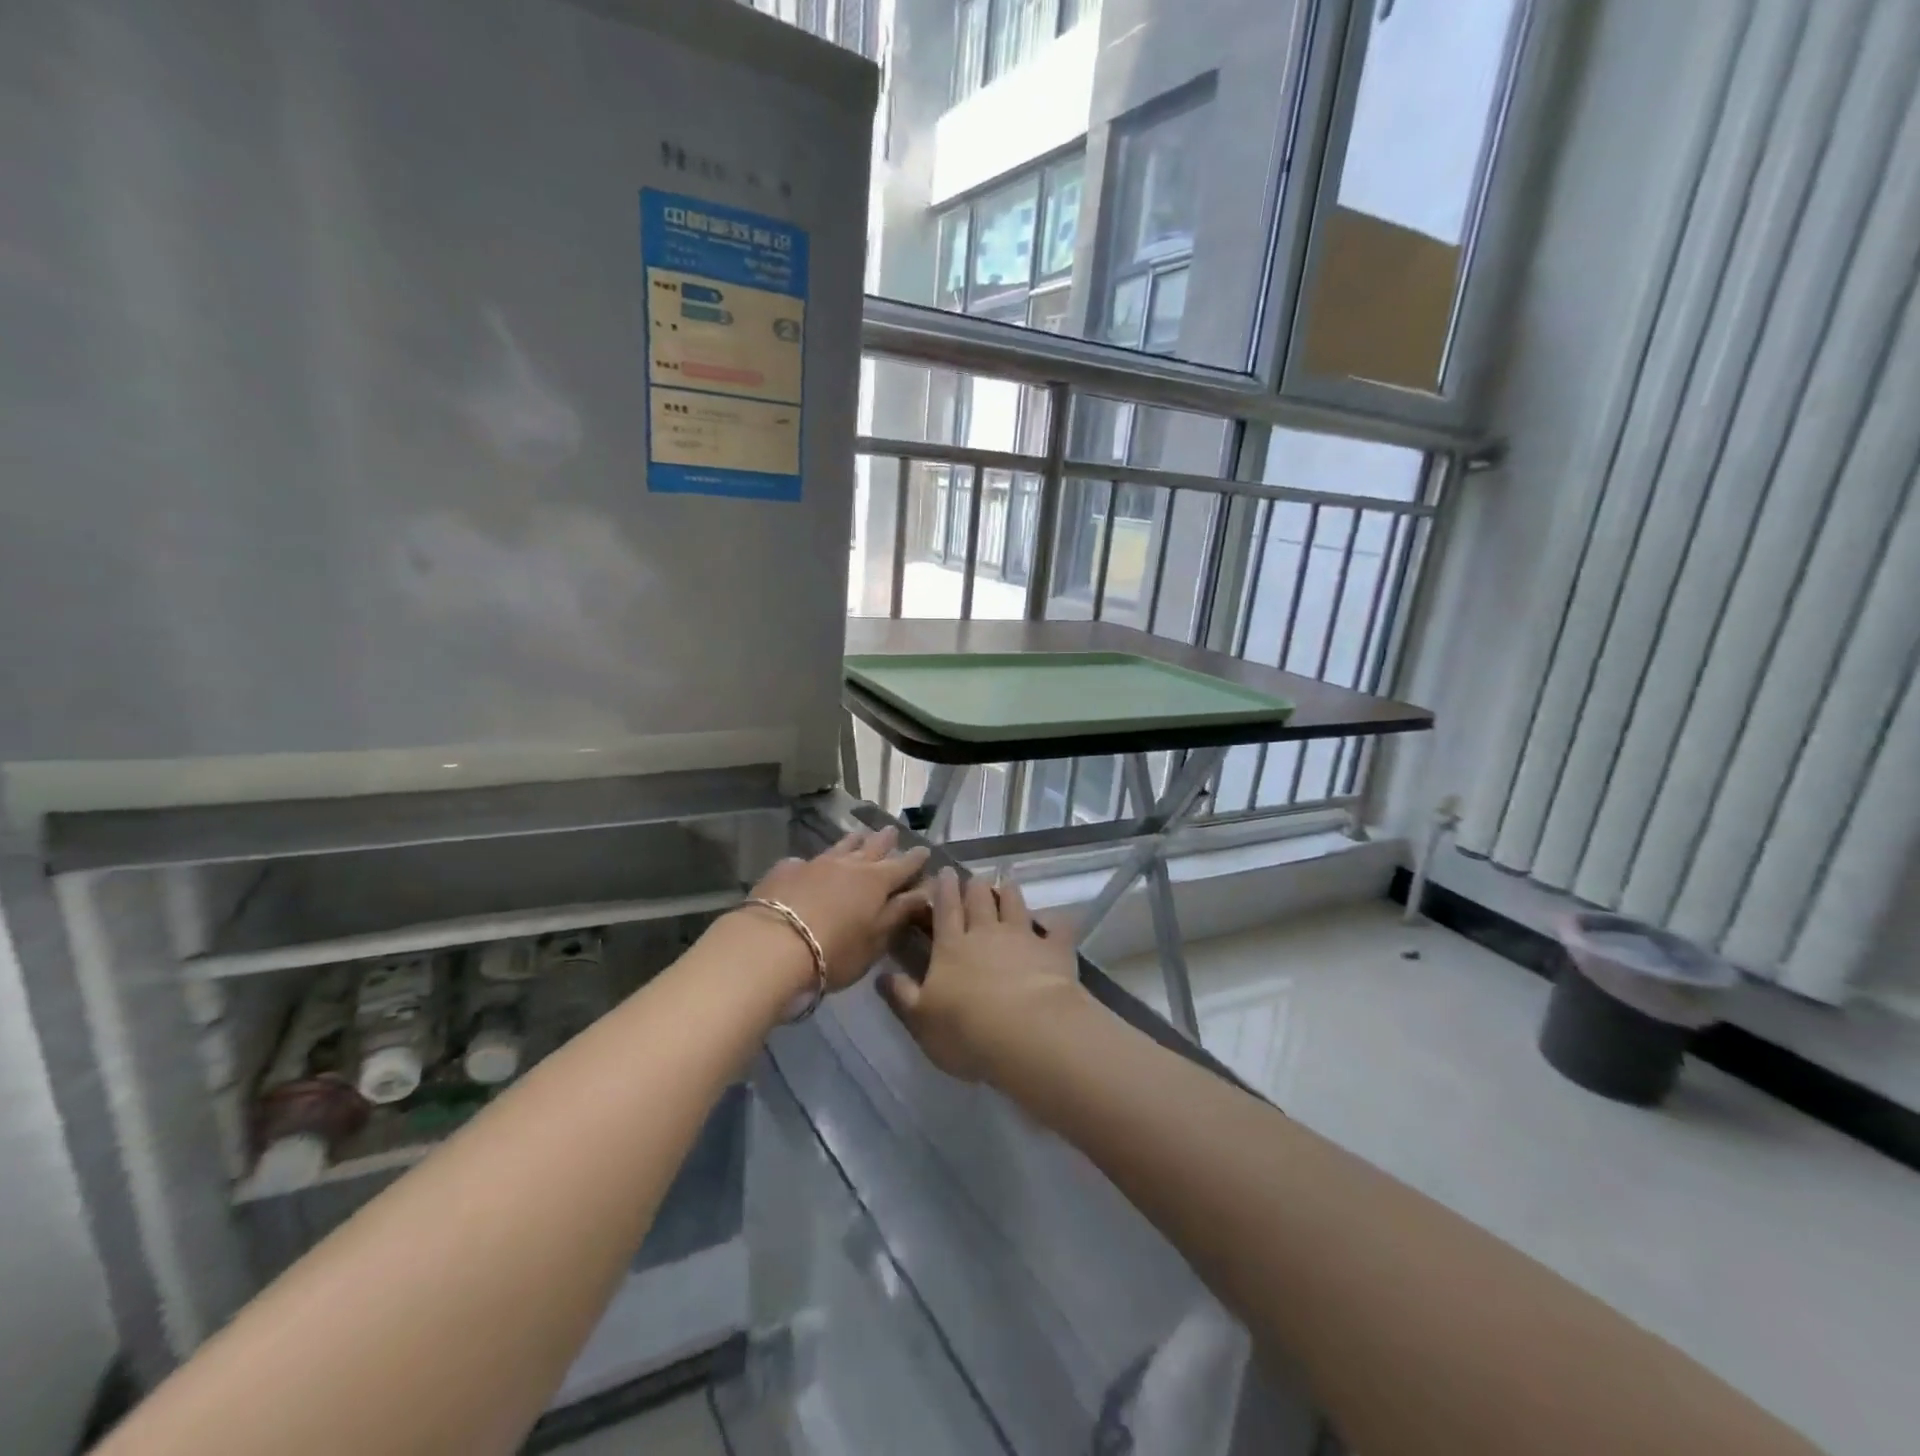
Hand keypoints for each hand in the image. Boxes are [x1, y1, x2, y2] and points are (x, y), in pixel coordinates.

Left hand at [748, 827, 929, 992]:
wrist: (772, 945)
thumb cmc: (834, 950)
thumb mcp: (875, 939)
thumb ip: (900, 913)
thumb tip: (925, 890)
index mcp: (876, 882)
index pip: (903, 866)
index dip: (915, 859)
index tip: (925, 850)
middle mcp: (848, 865)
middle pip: (872, 847)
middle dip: (885, 840)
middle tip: (892, 831)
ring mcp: (815, 863)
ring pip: (840, 846)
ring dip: (853, 841)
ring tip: (860, 834)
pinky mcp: (786, 870)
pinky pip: (806, 860)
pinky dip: (815, 861)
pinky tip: (809, 864)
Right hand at [879, 867, 1082, 1082]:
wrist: (1027, 1031)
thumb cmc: (966, 1029)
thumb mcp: (921, 1019)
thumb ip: (901, 995)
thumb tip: (881, 975)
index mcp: (951, 946)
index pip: (945, 910)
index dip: (943, 889)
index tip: (944, 871)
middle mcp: (986, 933)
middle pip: (979, 901)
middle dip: (975, 886)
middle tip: (974, 876)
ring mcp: (1023, 938)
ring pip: (1015, 905)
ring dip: (1010, 893)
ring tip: (1007, 882)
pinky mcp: (1055, 950)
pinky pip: (1058, 928)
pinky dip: (1058, 921)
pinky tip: (1059, 918)